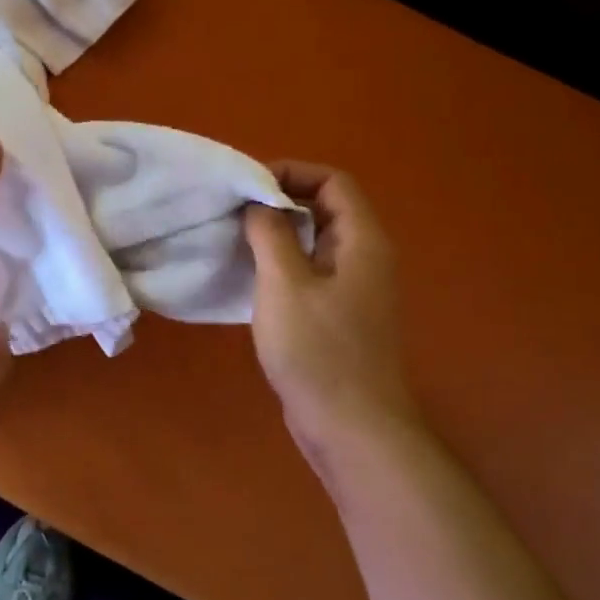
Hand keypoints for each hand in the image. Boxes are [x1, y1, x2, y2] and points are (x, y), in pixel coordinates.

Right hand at [244, 162, 416, 457]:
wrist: (350, 425)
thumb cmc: (318, 351)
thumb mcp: (284, 284)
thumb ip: (271, 234)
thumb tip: (258, 203)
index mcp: (362, 241)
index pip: (333, 182)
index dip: (291, 173)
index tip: (247, 187)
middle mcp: (365, 258)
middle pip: (325, 209)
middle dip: (279, 202)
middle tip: (233, 212)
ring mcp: (354, 289)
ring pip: (315, 243)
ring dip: (277, 235)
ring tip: (234, 240)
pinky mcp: (339, 316)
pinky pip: (311, 273)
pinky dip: (282, 265)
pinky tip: (250, 279)